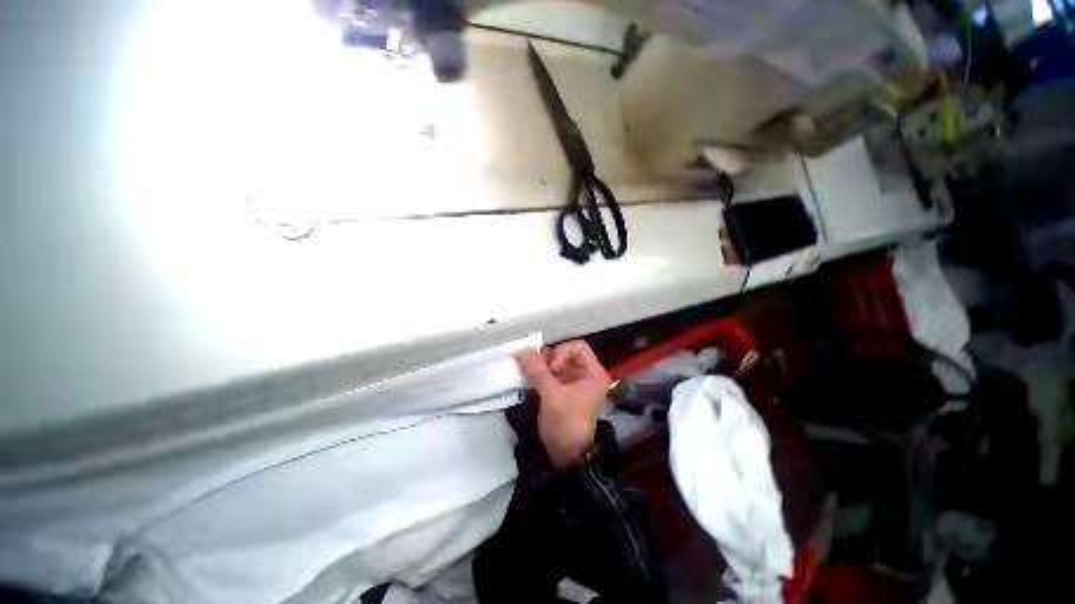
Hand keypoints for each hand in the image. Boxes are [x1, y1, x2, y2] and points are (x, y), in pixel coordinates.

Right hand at [516, 341, 611, 469]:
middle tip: (534, 368)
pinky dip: (538, 374)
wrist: (565, 455)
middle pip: (565, 353)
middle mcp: (584, 374)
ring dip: (541, 365)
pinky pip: (548, 373)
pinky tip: (529, 379)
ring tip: (530, 374)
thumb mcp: (553, 396)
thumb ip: (537, 372)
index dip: (562, 352)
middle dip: (548, 358)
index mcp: (593, 373)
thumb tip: (521, 350)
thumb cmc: (566, 424)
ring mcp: (571, 382)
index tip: (551, 368)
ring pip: (554, 362)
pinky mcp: (560, 390)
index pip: (578, 347)